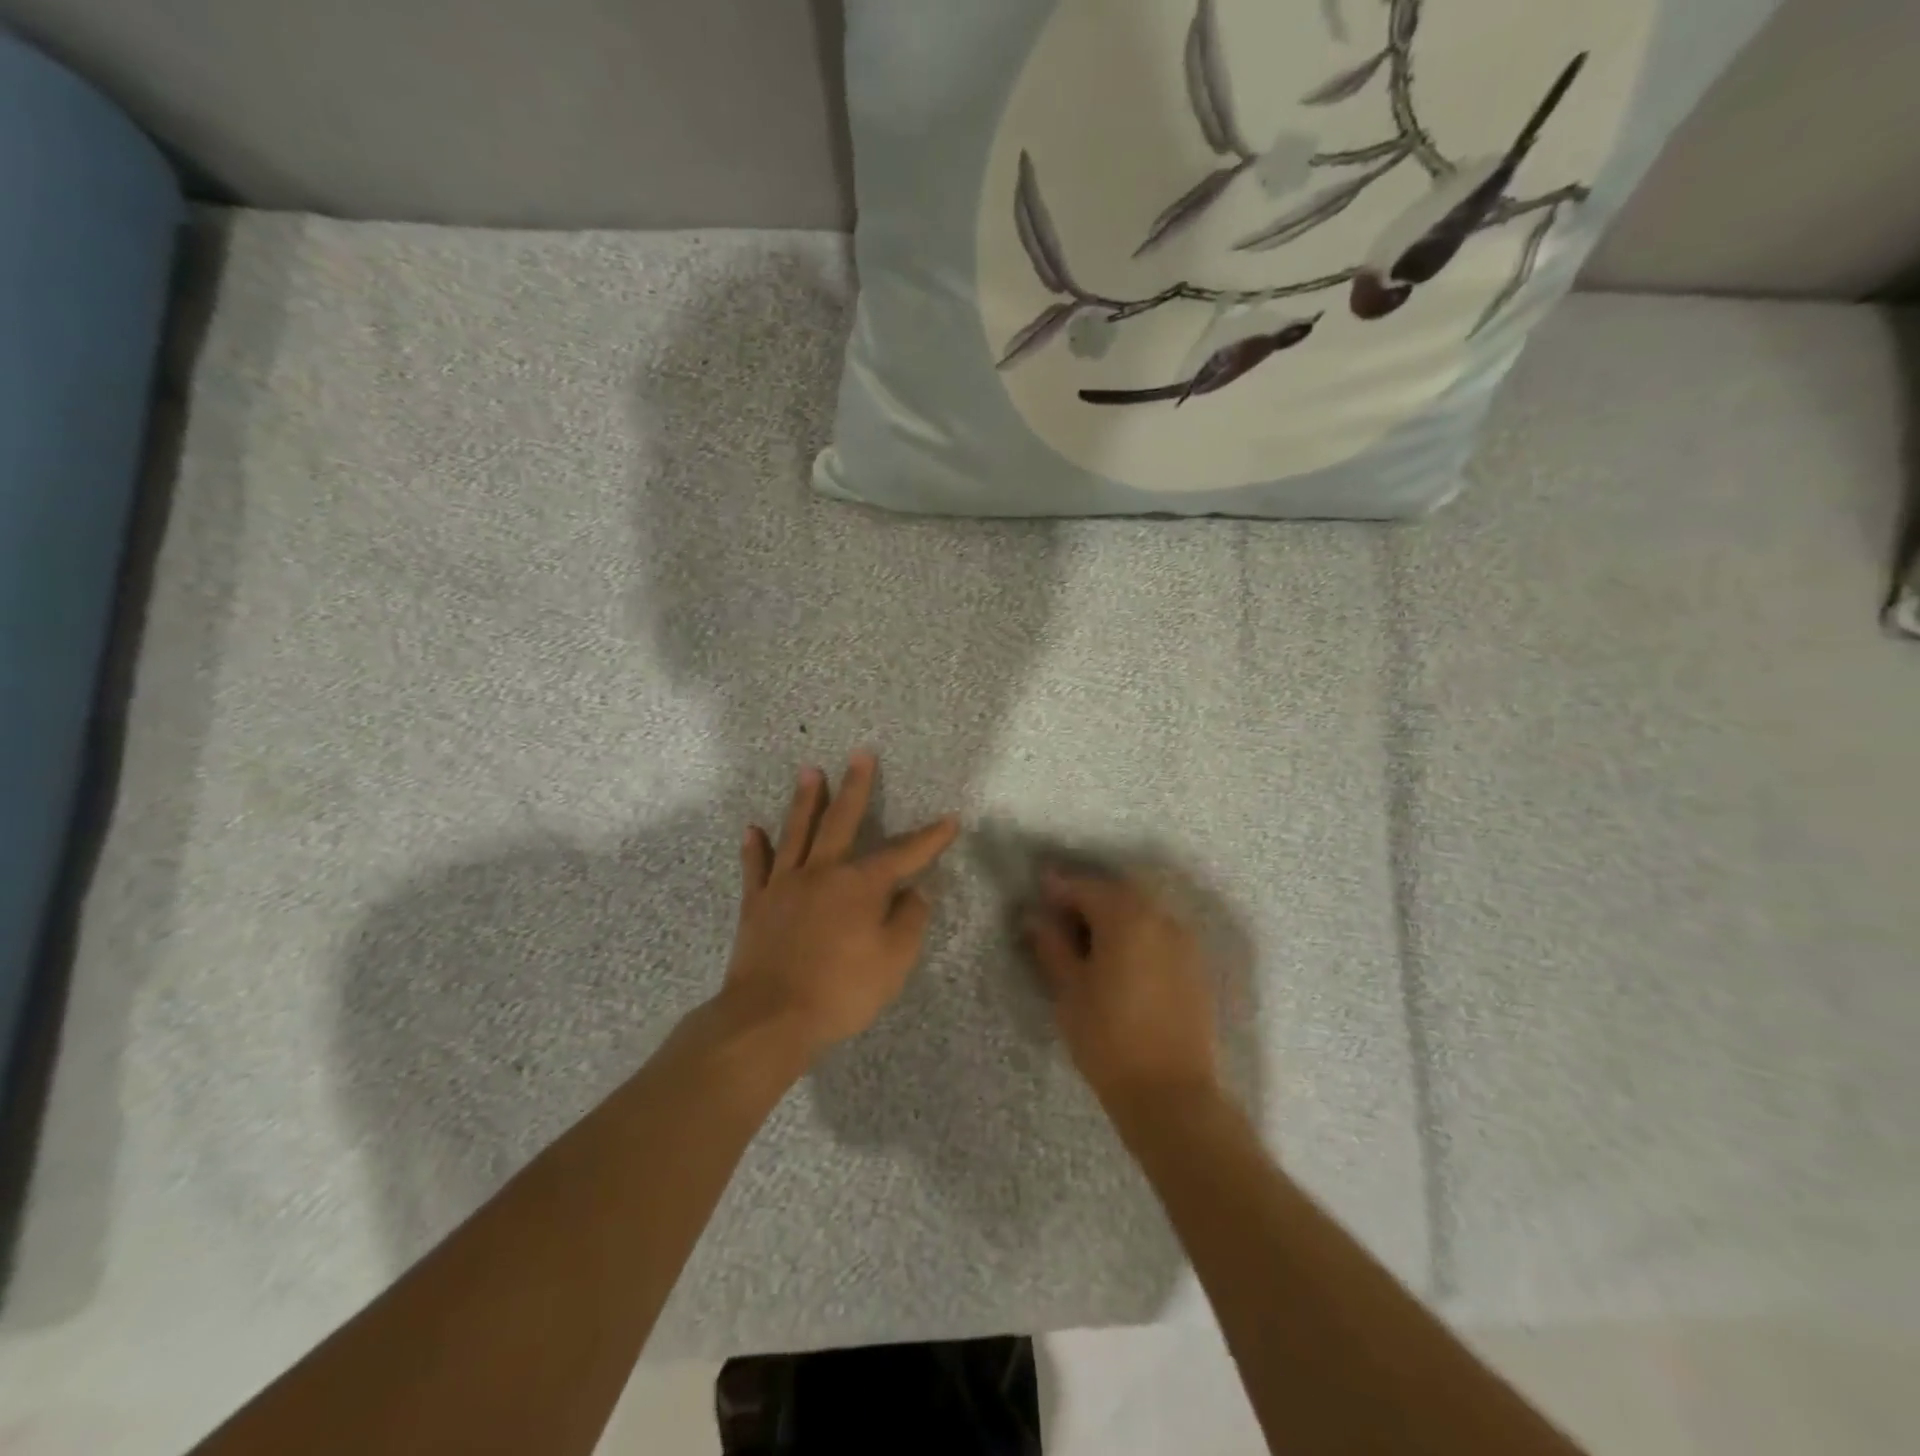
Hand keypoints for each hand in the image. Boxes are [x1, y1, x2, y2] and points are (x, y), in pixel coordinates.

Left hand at [720, 752, 959, 1062]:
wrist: (770, 1018)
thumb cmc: (841, 991)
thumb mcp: (894, 962)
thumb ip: (909, 921)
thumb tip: (915, 892)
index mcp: (860, 885)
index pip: (904, 854)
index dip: (930, 838)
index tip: (950, 820)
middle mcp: (822, 872)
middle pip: (841, 821)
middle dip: (855, 787)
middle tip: (860, 755)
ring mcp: (785, 885)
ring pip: (796, 832)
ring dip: (805, 800)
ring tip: (809, 771)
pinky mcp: (756, 904)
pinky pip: (756, 868)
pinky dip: (755, 848)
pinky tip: (753, 829)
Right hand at [1024, 868, 1219, 1109]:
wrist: (1172, 1095)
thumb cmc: (1109, 1039)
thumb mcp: (1069, 990)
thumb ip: (1052, 946)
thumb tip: (1036, 917)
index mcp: (1126, 917)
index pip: (1085, 887)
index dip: (1057, 888)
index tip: (1037, 894)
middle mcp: (1160, 918)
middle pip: (1117, 893)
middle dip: (1087, 898)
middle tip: (1059, 918)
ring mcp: (1184, 942)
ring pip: (1141, 912)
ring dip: (1113, 916)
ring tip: (1087, 941)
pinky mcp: (1195, 967)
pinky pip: (1159, 934)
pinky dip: (1136, 935)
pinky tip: (1119, 960)